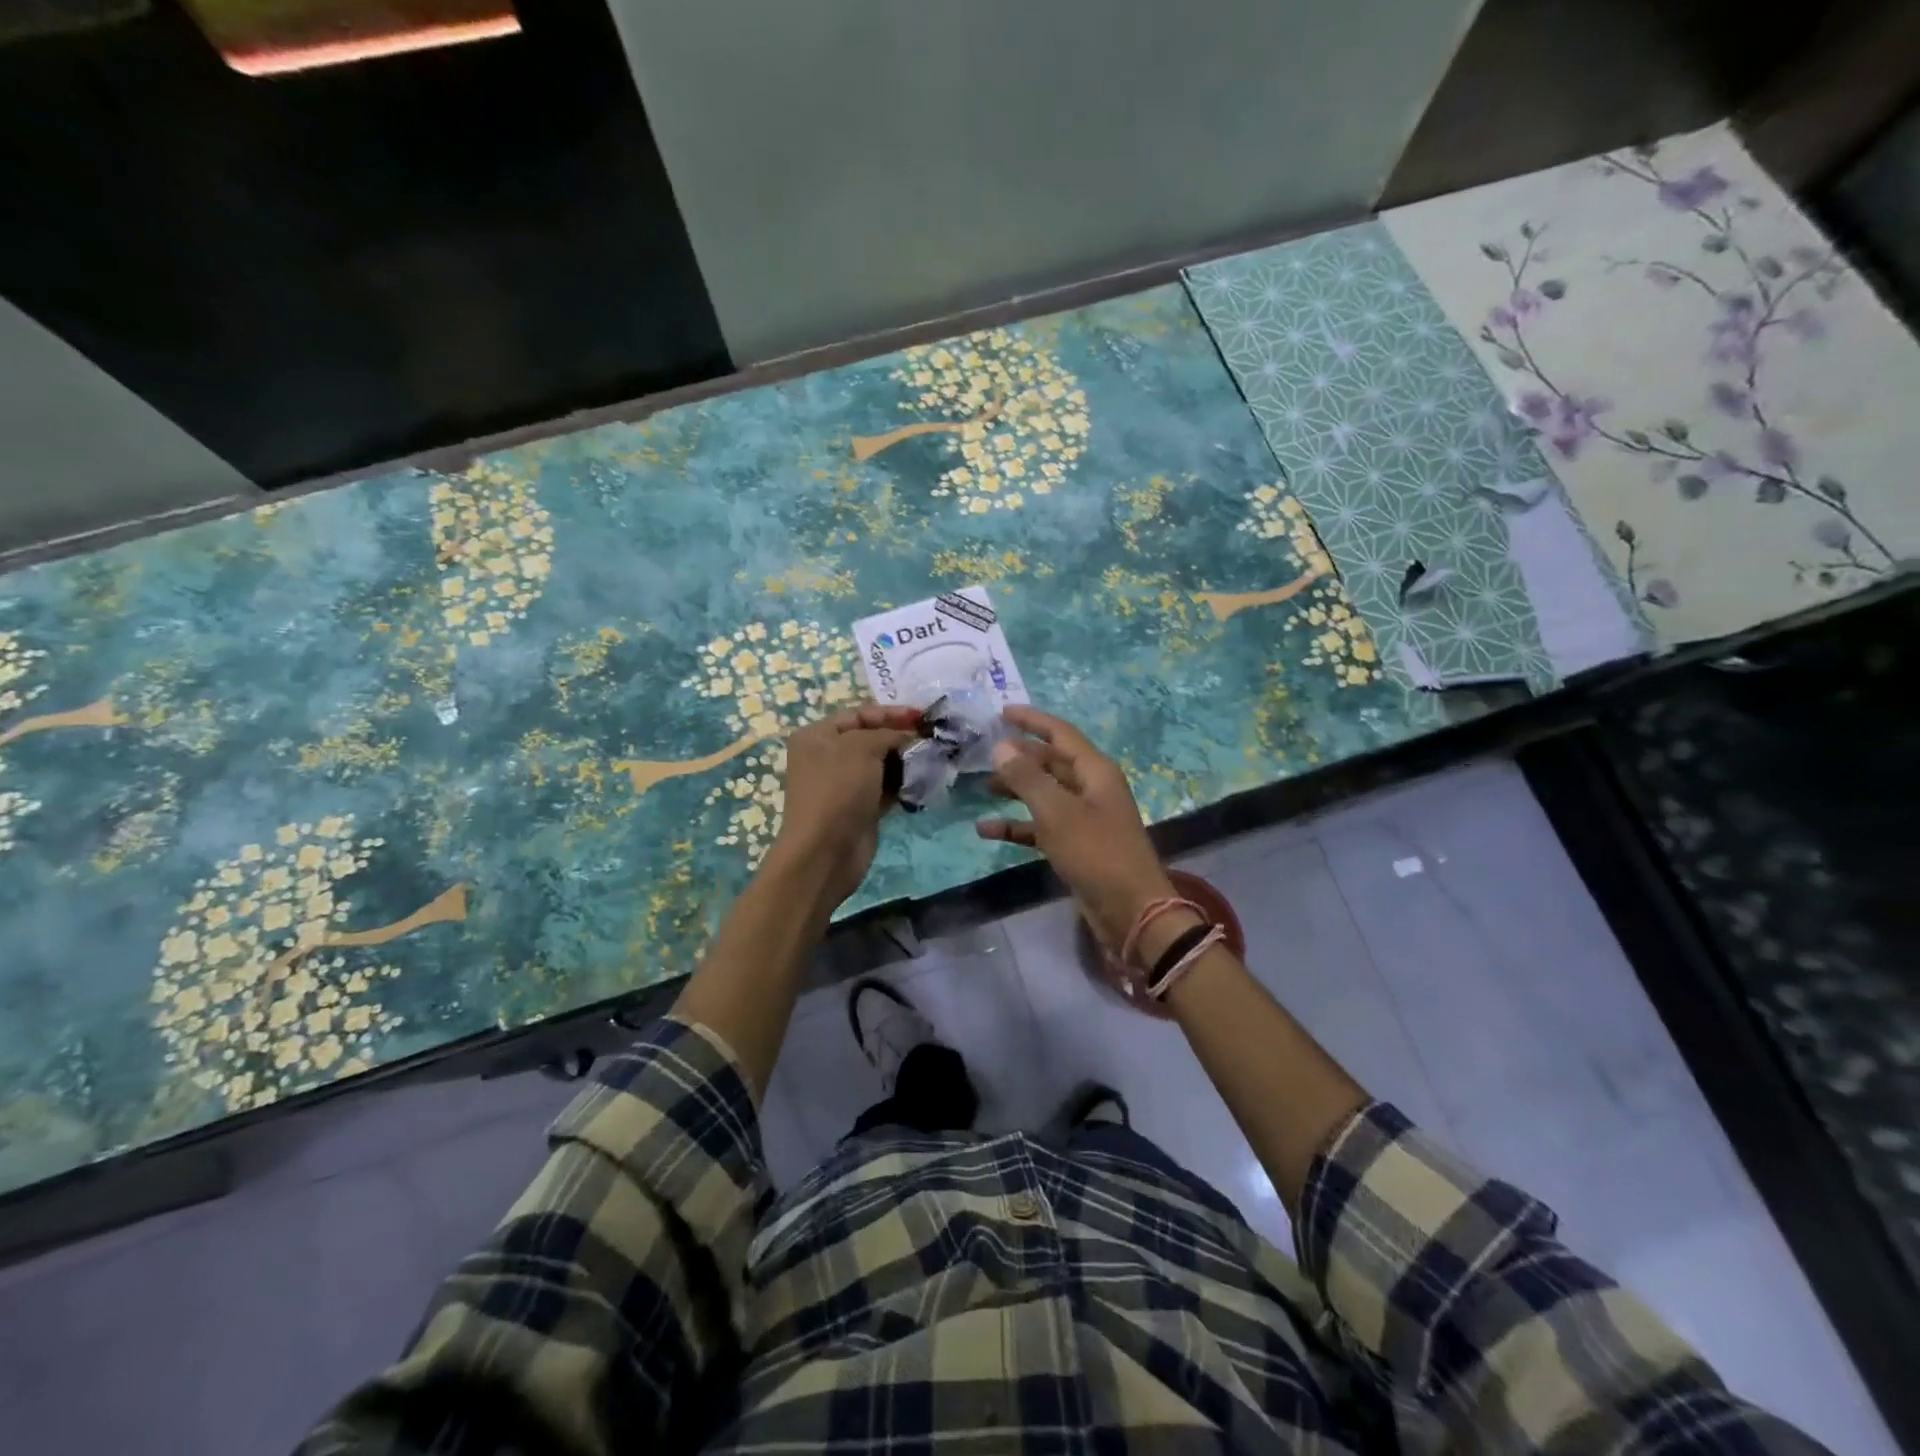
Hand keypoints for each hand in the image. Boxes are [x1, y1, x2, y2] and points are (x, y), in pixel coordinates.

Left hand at [772, 703, 920, 906]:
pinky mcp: (859, 808)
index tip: (923, 716)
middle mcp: (827, 757)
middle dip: (901, 737)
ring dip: (906, 761)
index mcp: (817, 736)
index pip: (859, 714)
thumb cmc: (838, 789)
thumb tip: (908, 737)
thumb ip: (888, 734)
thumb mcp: (862, 748)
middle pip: (871, 738)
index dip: (891, 713)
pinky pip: (885, 788)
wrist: (826, 851)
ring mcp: (843, 785)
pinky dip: (903, 783)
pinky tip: (924, 780)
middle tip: (933, 738)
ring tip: (934, 758)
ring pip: (881, 765)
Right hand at [976, 706, 1177, 951]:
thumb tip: (1001, 747)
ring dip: (1015, 790)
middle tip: (984, 752)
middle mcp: (1091, 788)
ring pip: (1044, 793)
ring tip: (982, 787)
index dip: (1032, 720)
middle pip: (1051, 762)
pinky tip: (987, 830)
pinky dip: (1017, 826)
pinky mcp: (1076, 845)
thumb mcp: (1057, 812)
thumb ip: (1027, 778)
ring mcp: (1084, 818)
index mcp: (1095, 771)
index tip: (1002, 712)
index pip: (1060, 733)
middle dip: (1019, 756)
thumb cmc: (1096, 853)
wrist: (1131, 911)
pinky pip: (1041, 826)